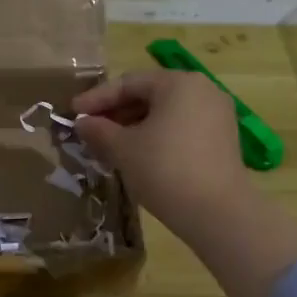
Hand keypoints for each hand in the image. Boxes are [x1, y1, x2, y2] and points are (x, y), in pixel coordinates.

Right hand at [71, 69, 251, 235]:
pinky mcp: (223, 139)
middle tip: (90, 129)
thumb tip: (82, 122)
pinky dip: (157, 135)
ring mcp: (217, 114)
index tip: (73, 113)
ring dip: (135, 125)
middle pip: (150, 94)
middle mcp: (202, 90)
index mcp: (178, 83)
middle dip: (116, 112)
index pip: (128, 83)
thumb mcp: (124, 149)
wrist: (218, 214)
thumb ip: (99, 130)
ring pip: (166, 112)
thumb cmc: (165, 169)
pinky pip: (181, 127)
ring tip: (109, 144)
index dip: (97, 98)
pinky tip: (138, 154)